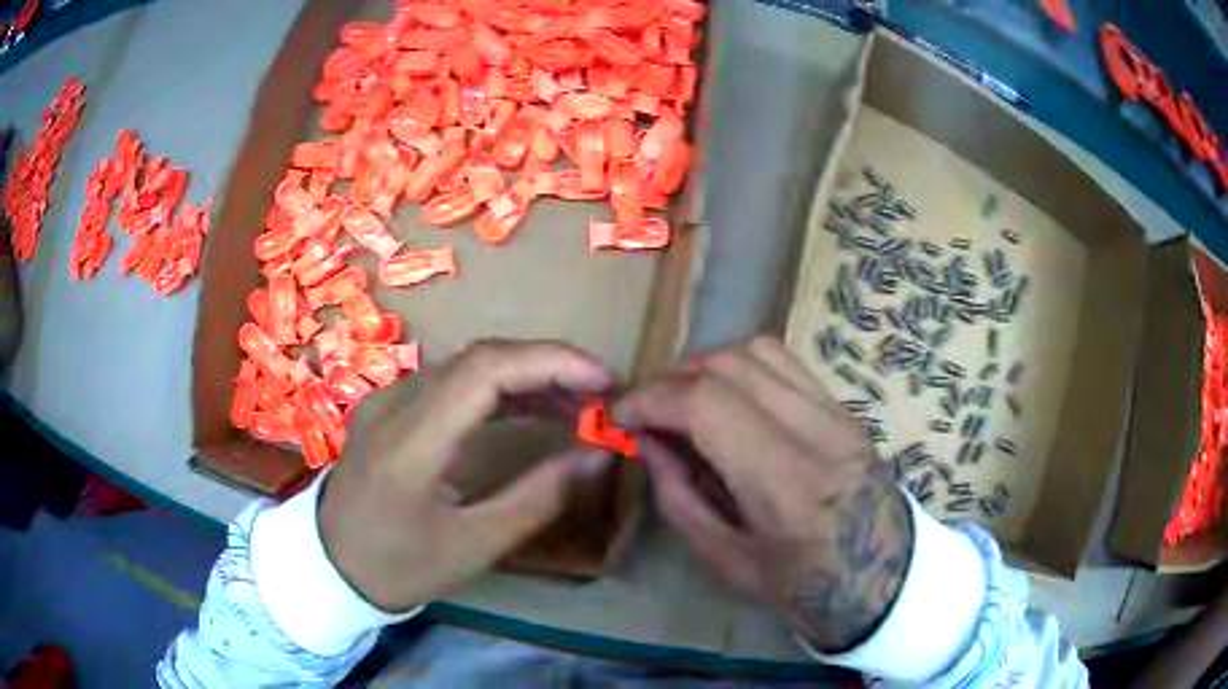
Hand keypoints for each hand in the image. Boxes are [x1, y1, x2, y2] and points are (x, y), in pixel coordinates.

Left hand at [319, 340, 610, 611]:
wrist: (329, 563)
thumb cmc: (398, 565)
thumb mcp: (474, 546)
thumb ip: (538, 498)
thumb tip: (597, 455)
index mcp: (409, 442)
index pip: (484, 370)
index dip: (550, 362)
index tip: (604, 381)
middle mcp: (395, 404)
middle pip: (480, 359)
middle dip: (549, 368)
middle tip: (602, 396)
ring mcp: (388, 399)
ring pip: (469, 367)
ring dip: (529, 377)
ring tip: (580, 405)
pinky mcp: (392, 407)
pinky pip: (455, 384)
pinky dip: (502, 391)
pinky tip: (534, 409)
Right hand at [613, 336, 911, 651]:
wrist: (880, 574)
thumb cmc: (799, 583)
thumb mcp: (723, 557)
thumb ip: (678, 494)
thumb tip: (647, 439)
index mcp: (784, 482)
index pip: (705, 403)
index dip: (650, 399)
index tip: (619, 417)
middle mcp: (815, 430)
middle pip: (728, 364)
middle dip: (672, 380)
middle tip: (648, 413)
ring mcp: (836, 411)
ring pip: (757, 351)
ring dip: (707, 366)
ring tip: (685, 402)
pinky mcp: (843, 405)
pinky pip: (784, 363)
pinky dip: (742, 368)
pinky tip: (729, 401)